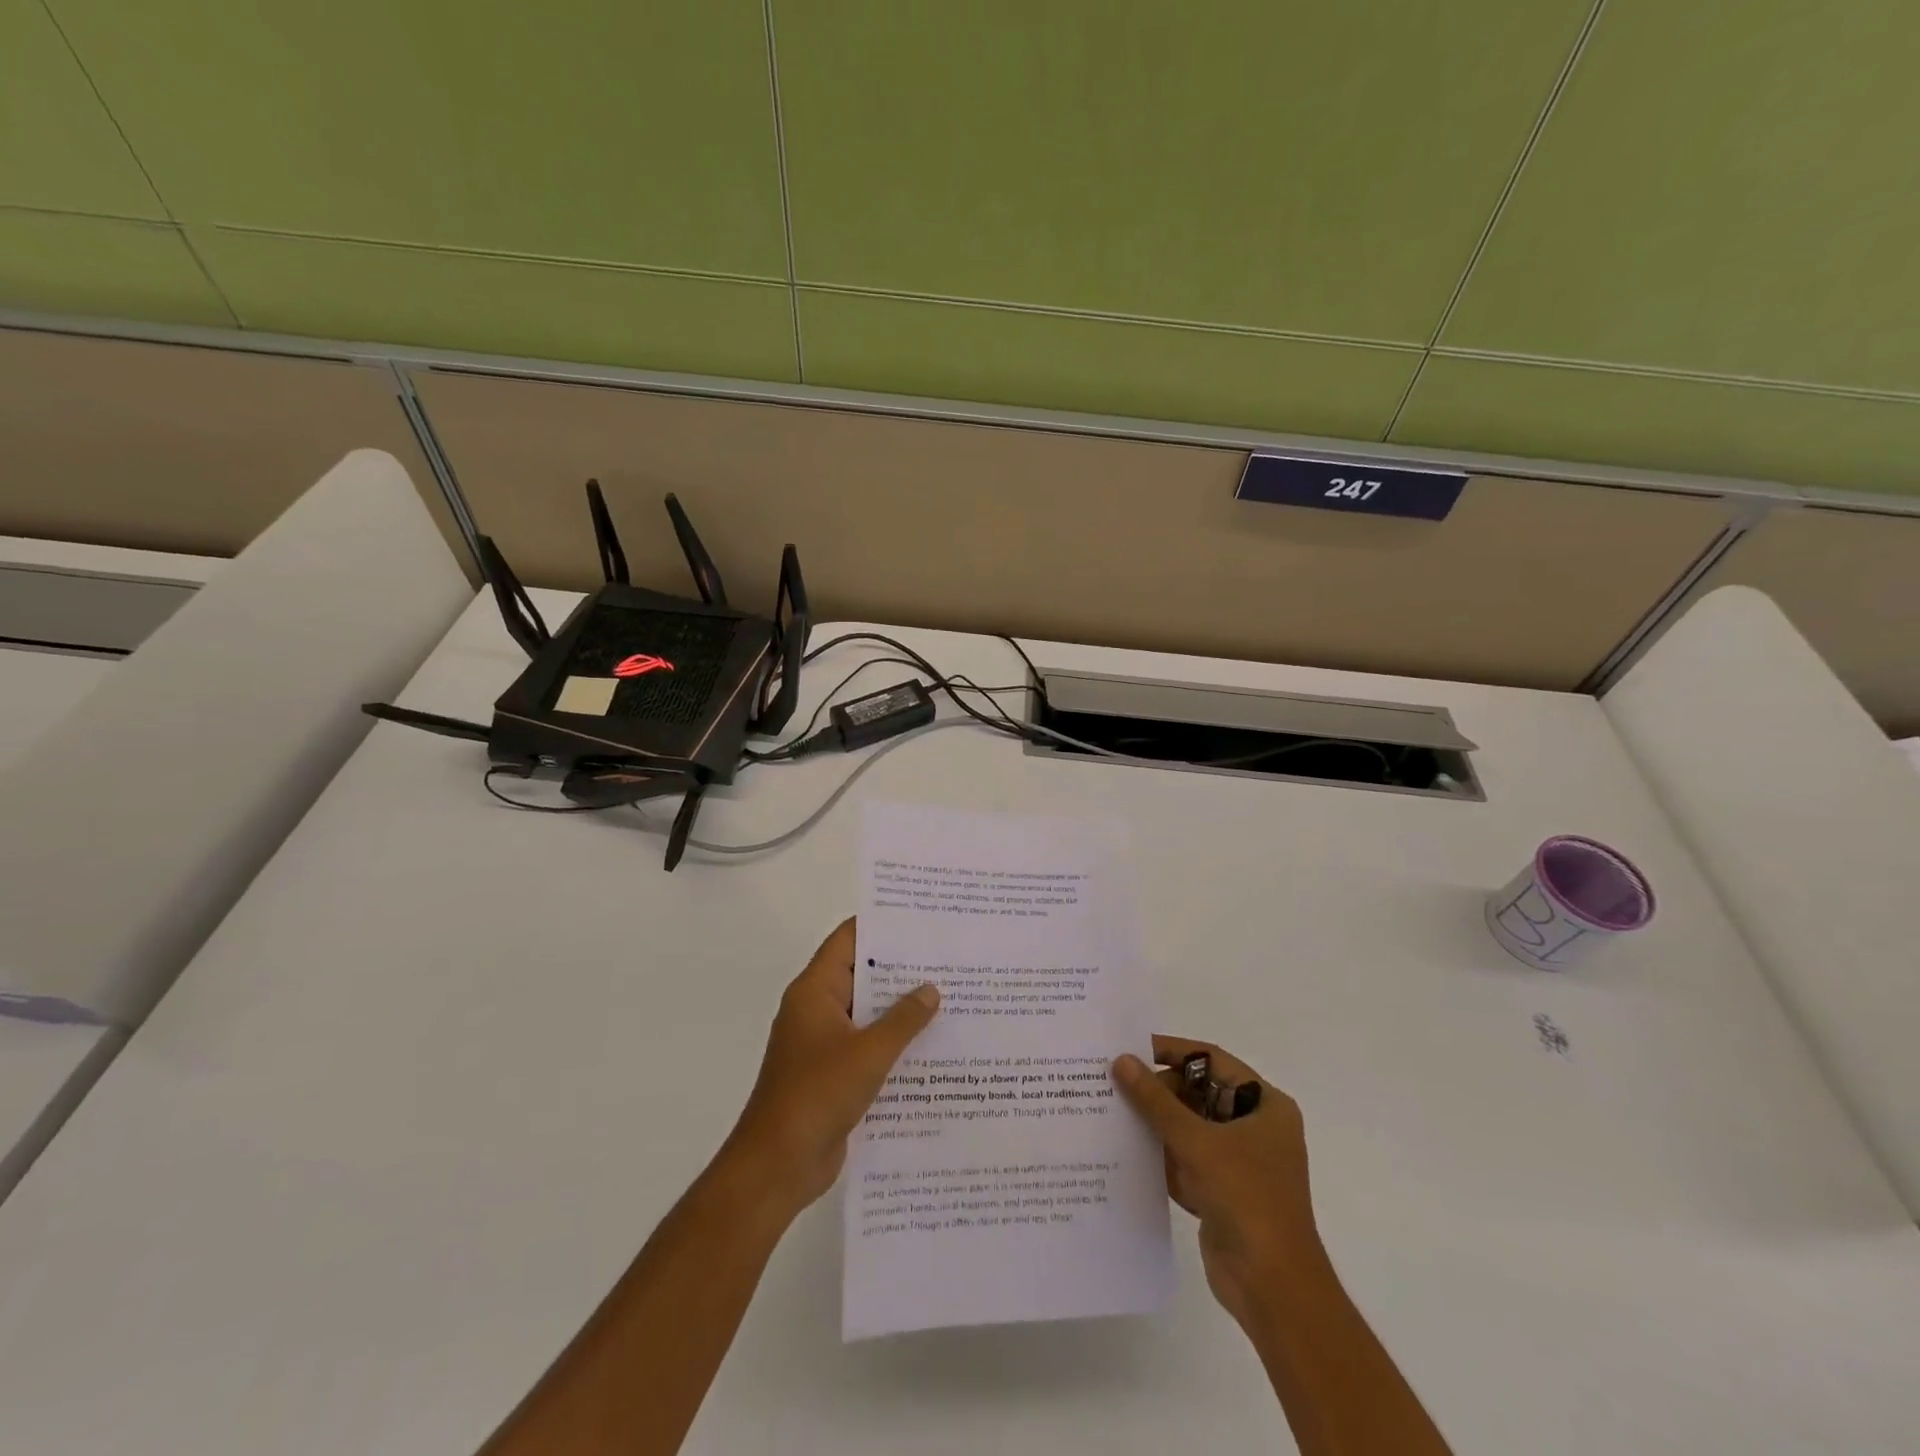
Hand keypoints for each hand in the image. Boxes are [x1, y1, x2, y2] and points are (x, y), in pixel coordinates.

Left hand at [724, 918, 939, 1215]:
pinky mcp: (833, 1074)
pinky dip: (894, 1043)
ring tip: (950, 998)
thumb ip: (903, 1019)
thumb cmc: (817, 1095)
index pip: (848, 941)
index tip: (920, 919)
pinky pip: (868, 1047)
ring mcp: (823, 1043)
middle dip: (901, 969)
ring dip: (901, 1010)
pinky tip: (932, 1047)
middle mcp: (817, 1010)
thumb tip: (930, 989)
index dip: (881, 926)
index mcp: (814, 991)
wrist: (777, 1166)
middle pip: (861, 975)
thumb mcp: (868, 1053)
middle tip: (947, 958)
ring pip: (867, 1014)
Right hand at [1112, 1037, 1321, 1329]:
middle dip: (1160, 1091)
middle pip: (1199, 1094)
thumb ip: (1156, 1100)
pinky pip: (1185, 1160)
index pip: (1213, 1061)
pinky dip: (1161, 1156)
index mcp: (1265, 1106)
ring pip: (1189, 1128)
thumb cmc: (1246, 1198)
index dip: (1174, 1051)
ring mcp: (1239, 1163)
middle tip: (1116, 1082)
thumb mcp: (1197, 1142)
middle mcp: (1255, 1128)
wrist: (1272, 1288)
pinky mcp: (1221, 1192)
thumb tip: (1122, 1061)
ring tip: (1112, 1110)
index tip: (1133, 1048)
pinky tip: (1126, 1150)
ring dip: (1156, 1124)